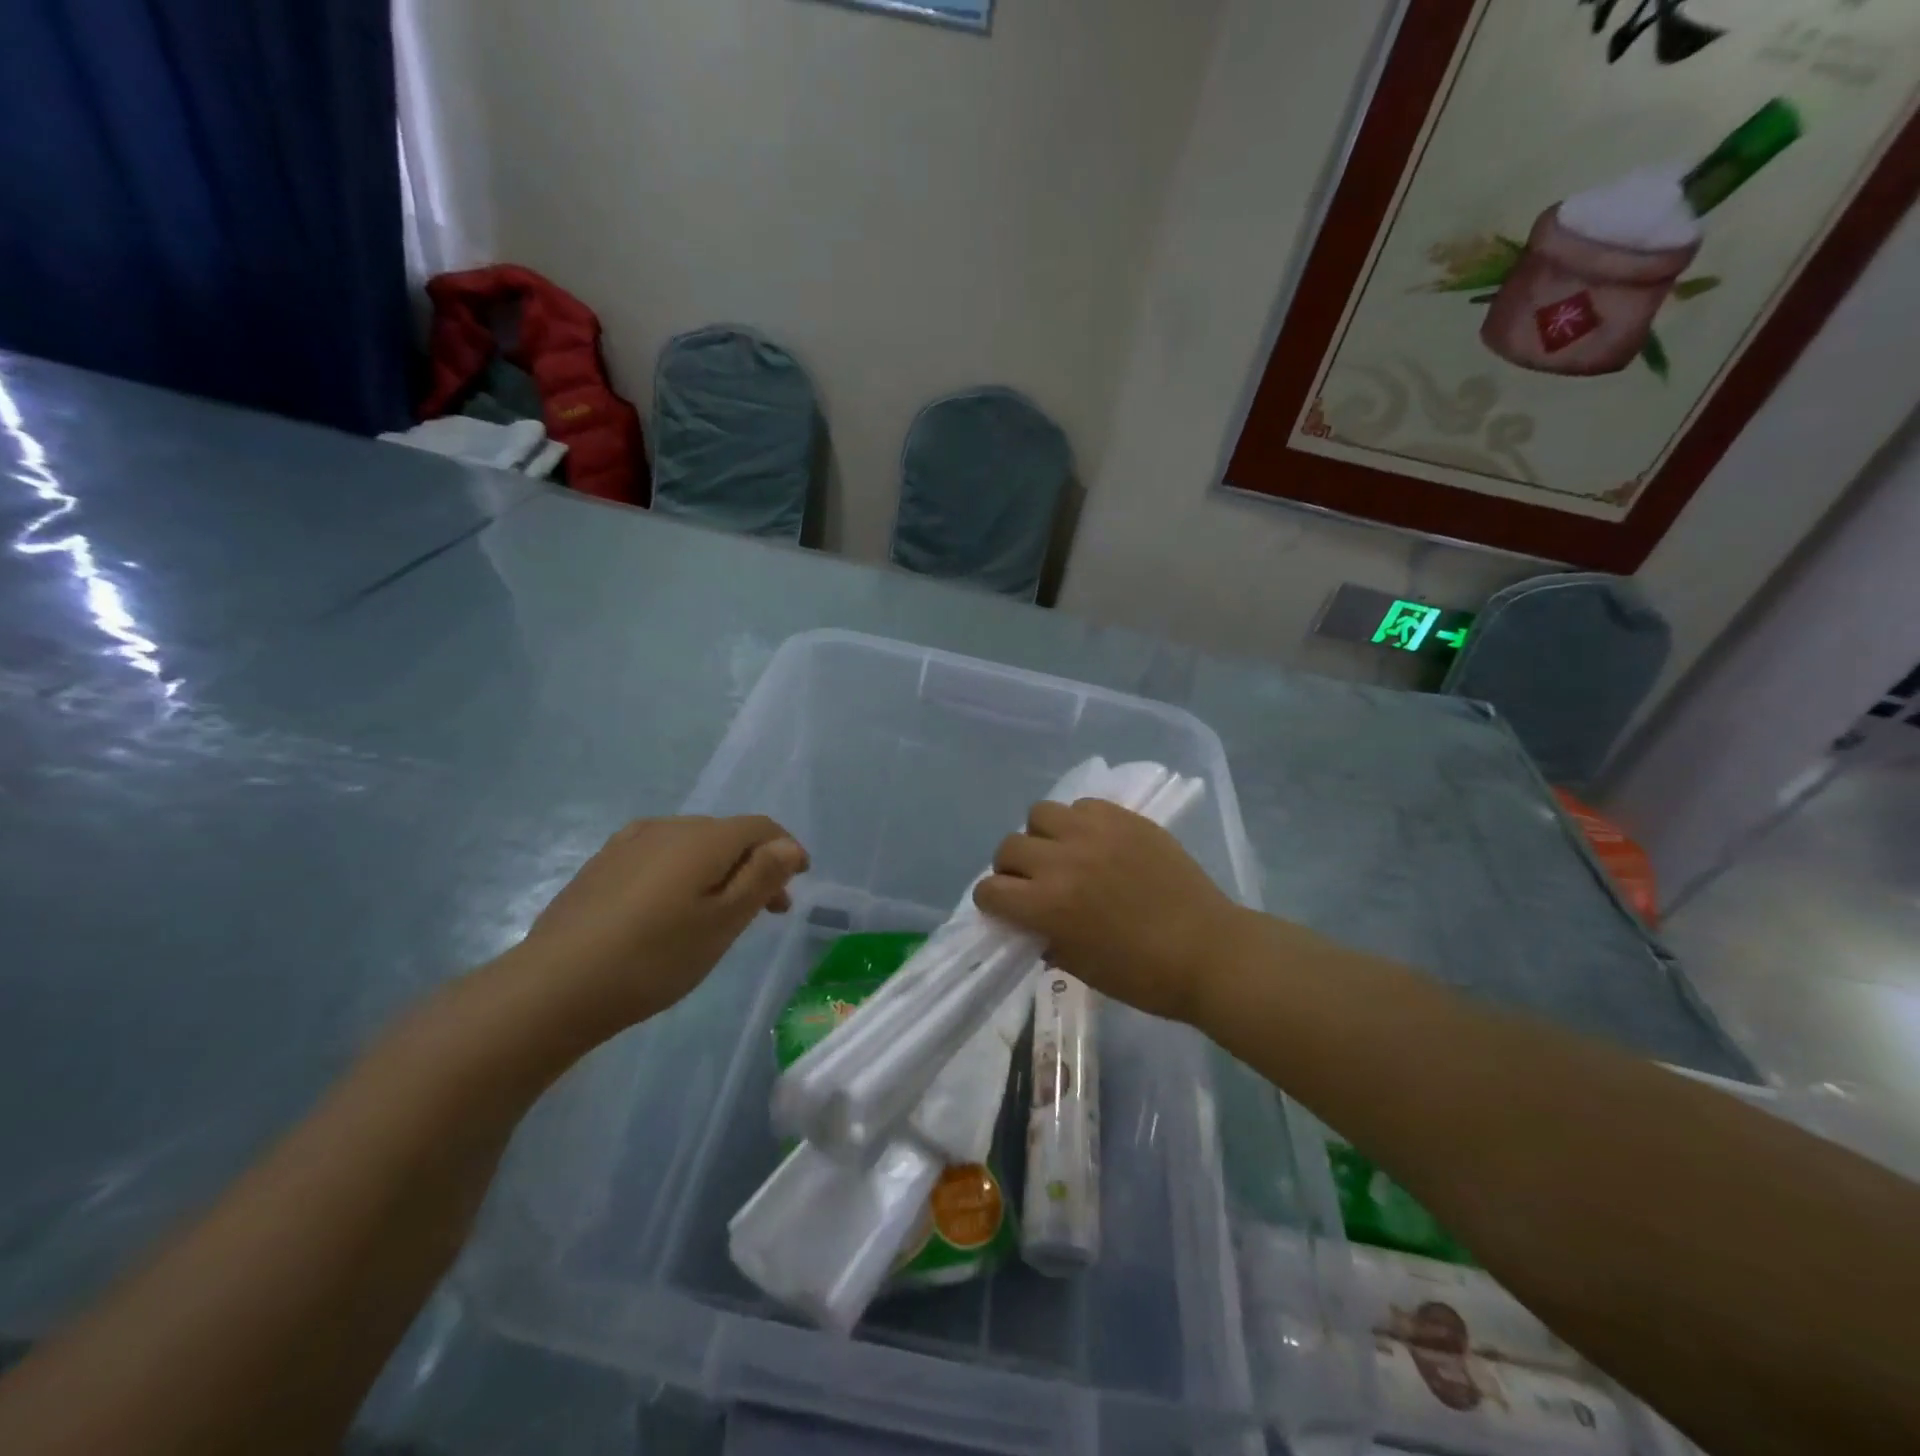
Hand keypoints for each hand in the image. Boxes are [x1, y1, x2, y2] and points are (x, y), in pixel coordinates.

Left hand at [518, 816, 808, 1034]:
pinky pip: (660, 856)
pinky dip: (683, 874)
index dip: (786, 849)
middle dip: (754, 864)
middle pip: (727, 834)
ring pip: (692, 845)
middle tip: (766, 910)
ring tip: (720, 912)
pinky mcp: (602, 864)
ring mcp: (628, 843)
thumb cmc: (654, 958)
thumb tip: (788, 845)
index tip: (797, 884)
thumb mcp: (723, 923)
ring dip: (719, 870)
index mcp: (703, 837)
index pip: (760, 827)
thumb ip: (761, 877)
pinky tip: (671, 908)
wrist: (554, 986)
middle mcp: (667, 827)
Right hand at [974, 799, 1243, 1024]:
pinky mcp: (1125, 819)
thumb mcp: (1079, 967)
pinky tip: (1096, 842)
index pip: (990, 889)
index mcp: (1048, 905)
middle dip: (1012, 868)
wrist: (1209, 951)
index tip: (1006, 908)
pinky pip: (1082, 805)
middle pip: (1008, 847)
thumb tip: (1029, 922)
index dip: (992, 901)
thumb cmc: (1143, 975)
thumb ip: (1045, 938)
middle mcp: (1063, 860)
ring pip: (1040, 814)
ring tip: (1064, 853)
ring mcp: (1095, 833)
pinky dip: (1078, 822)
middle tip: (1034, 883)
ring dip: (1042, 836)